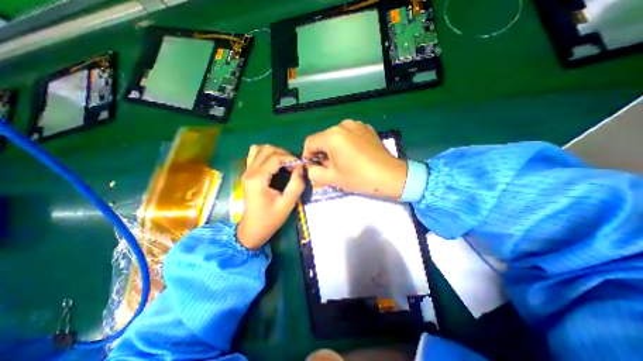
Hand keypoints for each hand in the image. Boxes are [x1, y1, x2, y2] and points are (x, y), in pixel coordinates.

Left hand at [237, 145, 304, 248]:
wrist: (252, 230)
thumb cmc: (270, 219)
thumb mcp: (287, 204)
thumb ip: (296, 184)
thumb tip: (302, 167)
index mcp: (258, 179)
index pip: (275, 157)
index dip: (290, 158)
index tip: (300, 166)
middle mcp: (249, 172)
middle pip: (267, 149)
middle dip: (283, 153)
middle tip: (294, 164)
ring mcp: (246, 172)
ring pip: (259, 149)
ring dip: (274, 152)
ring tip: (285, 162)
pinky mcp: (247, 174)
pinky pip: (254, 155)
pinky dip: (265, 154)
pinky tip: (273, 163)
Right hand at [303, 122, 405, 199]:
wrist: (390, 176)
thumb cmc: (359, 178)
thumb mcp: (332, 178)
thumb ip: (313, 172)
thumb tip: (310, 166)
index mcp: (332, 136)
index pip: (310, 142)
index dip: (308, 156)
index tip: (314, 167)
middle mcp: (343, 125)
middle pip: (323, 138)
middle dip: (322, 153)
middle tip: (330, 167)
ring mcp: (356, 124)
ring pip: (336, 136)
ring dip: (334, 148)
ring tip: (344, 161)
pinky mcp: (366, 128)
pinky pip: (349, 134)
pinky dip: (346, 144)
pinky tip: (355, 155)